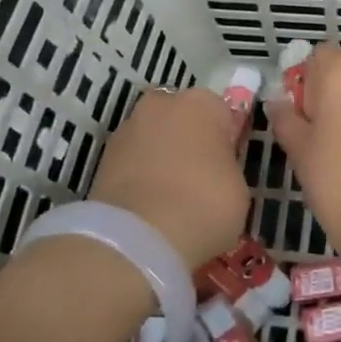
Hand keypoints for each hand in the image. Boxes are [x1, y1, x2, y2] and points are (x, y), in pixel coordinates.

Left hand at [89, 87, 248, 268]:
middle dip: (189, 142)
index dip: (225, 140)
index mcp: (202, 103)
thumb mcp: (238, 188)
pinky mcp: (101, 159)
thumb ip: (227, 168)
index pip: (221, 113)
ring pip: (154, 140)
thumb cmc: (203, 203)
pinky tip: (151, 208)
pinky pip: (134, 164)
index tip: (226, 166)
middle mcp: (162, 105)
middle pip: (182, 119)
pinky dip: (141, 179)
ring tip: (172, 200)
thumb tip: (215, 171)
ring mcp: (126, 129)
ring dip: (161, 159)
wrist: (137, 238)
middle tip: (199, 179)